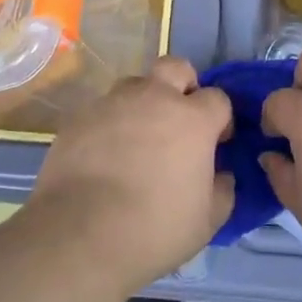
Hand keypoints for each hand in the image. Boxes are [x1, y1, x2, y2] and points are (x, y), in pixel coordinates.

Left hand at [29, 56, 233, 294]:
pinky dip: (109, 124)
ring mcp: (113, 103)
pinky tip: (104, 155)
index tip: (215, 142)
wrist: (80, 234)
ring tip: (136, 139)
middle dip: (182, 85)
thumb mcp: (207, 221)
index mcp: (192, 119)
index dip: (220, 118)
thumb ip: (222, 190)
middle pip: (175, 67)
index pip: (218, 98)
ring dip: (142, 103)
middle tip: (178, 120)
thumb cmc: (154, 228)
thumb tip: (222, 175)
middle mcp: (154, 98)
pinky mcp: (79, 117)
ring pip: (134, 85)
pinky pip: (102, 109)